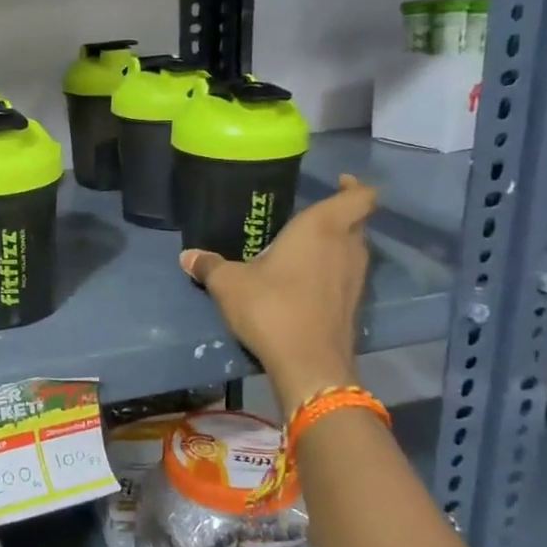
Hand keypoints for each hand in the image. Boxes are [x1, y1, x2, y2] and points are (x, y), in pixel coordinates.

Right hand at [180, 174, 376, 412]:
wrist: (309, 365)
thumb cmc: (271, 308)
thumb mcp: (229, 284)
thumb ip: (210, 266)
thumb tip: (187, 256)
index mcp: (321, 228)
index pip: (359, 197)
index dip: (354, 186)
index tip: (339, 182)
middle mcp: (346, 248)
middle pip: (356, 223)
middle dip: (338, 217)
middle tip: (307, 218)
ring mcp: (355, 279)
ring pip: (354, 250)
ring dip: (336, 245)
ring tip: (303, 248)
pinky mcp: (353, 306)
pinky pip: (347, 277)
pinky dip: (332, 272)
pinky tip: (304, 282)